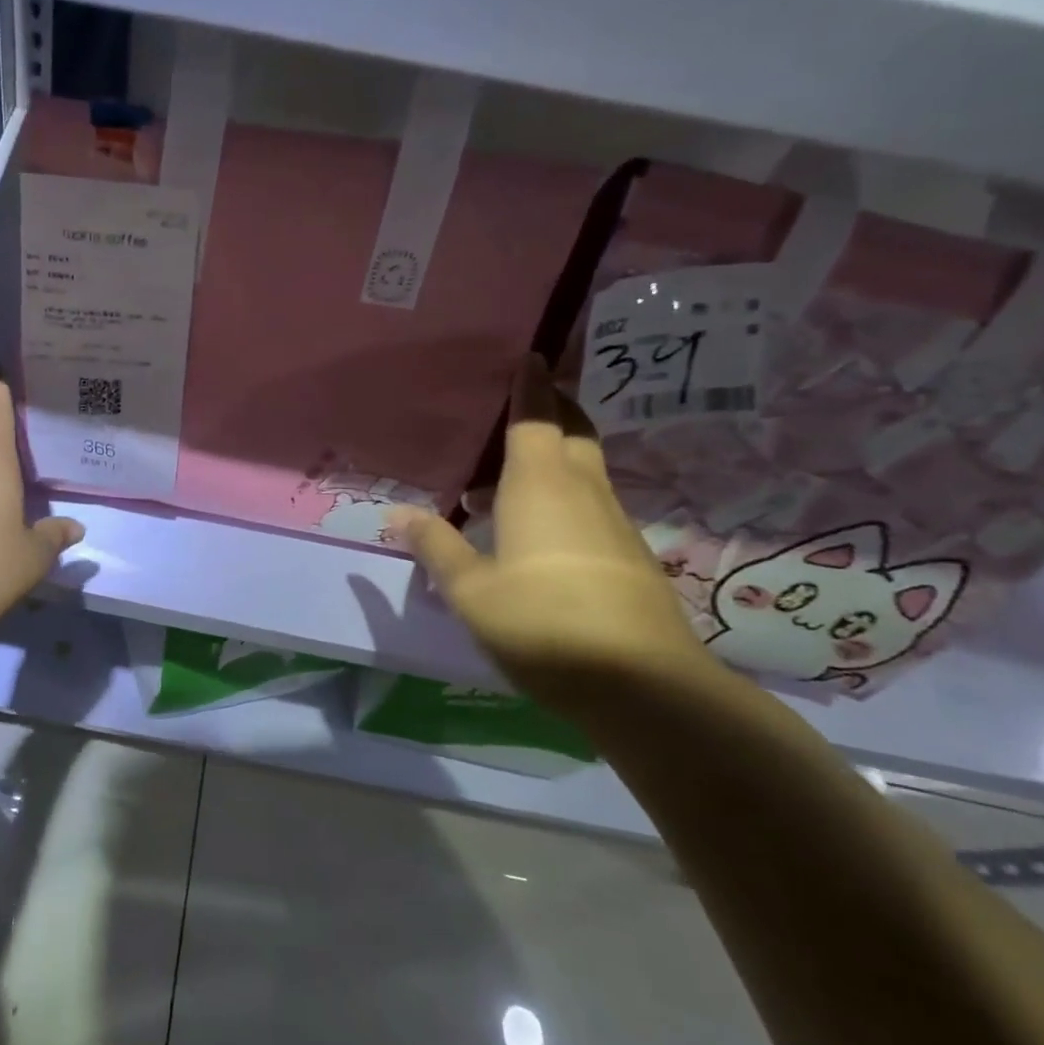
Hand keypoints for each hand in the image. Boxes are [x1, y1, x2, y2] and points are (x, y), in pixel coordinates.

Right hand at [387, 356, 710, 707]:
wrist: (645, 688)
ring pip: (582, 471)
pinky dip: (559, 497)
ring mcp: (612, 524)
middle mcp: (582, 492)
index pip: (537, 417)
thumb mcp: (471, 590)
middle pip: (572, 433)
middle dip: (551, 410)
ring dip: (549, 460)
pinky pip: (588, 505)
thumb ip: (436, 547)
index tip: (530, 355)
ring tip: (499, 478)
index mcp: (540, 485)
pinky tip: (529, 531)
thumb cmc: (543, 623)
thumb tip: (398, 515)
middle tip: (520, 402)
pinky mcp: (627, 557)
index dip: (531, 386)